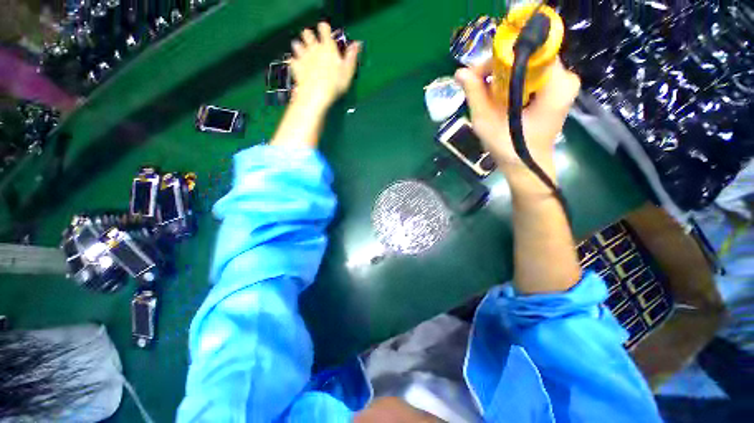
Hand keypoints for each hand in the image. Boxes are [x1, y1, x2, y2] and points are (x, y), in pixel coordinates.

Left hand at [290, 22, 361, 109]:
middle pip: (307, 33)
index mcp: (327, 47)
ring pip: (296, 44)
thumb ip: (351, 56)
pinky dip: (294, 62)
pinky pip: (292, 60)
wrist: (316, 95)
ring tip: (304, 54)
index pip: (324, 28)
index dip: (324, 29)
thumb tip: (357, 44)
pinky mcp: (295, 67)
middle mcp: (313, 48)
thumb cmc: (335, 84)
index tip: (326, 34)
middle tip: (314, 45)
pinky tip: (298, 67)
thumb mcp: (348, 72)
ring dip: (300, 47)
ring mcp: (302, 56)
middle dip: (309, 37)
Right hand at [455, 60, 579, 180]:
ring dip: (504, 77)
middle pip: (528, 58)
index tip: (479, 75)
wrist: (526, 166)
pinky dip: (513, 83)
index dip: (500, 59)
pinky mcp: (556, 92)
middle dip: (500, 70)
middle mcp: (565, 79)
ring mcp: (562, 85)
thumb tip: (460, 72)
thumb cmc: (509, 148)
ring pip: (528, 67)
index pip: (528, 53)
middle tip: (479, 86)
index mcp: (556, 84)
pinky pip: (531, 77)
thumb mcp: (487, 121)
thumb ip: (475, 93)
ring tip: (487, 94)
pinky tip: (499, 98)